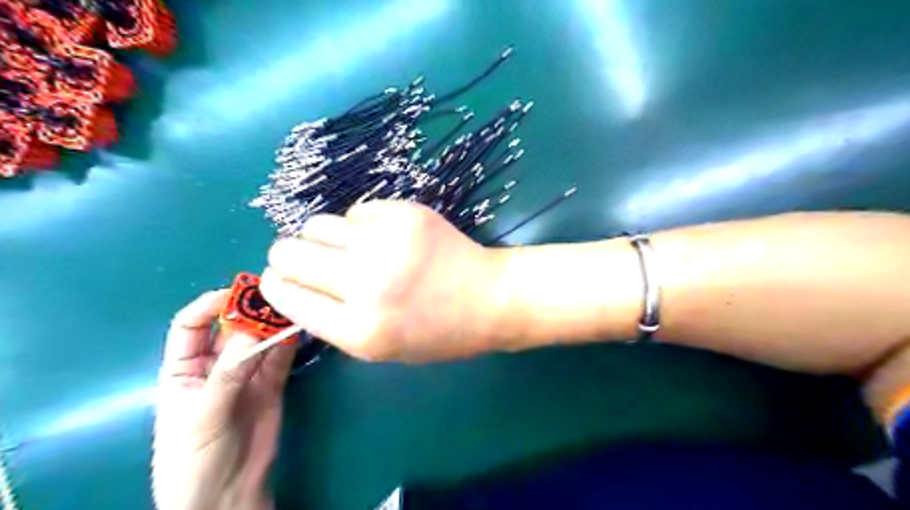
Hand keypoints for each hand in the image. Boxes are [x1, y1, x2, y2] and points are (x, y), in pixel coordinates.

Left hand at [154, 291, 298, 509]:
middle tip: (276, 296)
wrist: (226, 496)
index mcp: (183, 369)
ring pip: (261, 339)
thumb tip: (253, 332)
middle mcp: (216, 365)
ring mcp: (247, 374)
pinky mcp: (272, 384)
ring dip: (275, 324)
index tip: (236, 293)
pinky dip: (291, 342)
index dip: (209, 305)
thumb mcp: (202, 416)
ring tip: (294, 307)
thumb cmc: (193, 460)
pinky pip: (281, 357)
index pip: (191, 325)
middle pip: (232, 328)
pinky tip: (300, 328)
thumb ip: (228, 374)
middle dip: (250, 311)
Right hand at [259, 199, 510, 361]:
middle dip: (291, 257)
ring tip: (351, 249)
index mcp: (358, 329)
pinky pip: (357, 212)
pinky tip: (384, 238)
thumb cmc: (437, 332)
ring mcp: (386, 242)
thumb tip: (290, 285)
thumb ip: (330, 320)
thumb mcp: (379, 346)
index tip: (284, 280)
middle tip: (312, 261)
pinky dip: (361, 226)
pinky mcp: (405, 213)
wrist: (489, 297)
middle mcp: (366, 282)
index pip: (284, 294)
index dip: (277, 284)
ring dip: (324, 238)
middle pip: (287, 251)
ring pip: (316, 224)